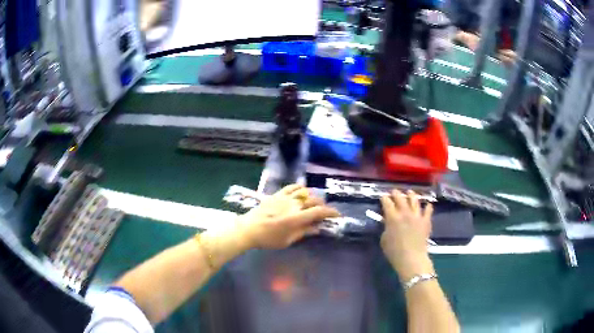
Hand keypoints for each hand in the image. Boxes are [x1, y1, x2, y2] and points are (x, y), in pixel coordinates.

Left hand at [237, 184, 339, 248]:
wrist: (248, 229)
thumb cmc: (268, 239)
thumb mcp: (288, 240)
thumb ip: (304, 232)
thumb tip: (318, 228)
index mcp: (297, 218)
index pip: (319, 211)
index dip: (331, 212)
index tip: (337, 215)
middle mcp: (293, 204)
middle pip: (314, 200)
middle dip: (323, 205)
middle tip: (324, 212)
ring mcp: (285, 197)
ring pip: (305, 191)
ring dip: (313, 196)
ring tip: (314, 202)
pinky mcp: (277, 194)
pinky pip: (291, 186)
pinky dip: (300, 187)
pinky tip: (302, 191)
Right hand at [380, 189, 434, 280]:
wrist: (412, 258)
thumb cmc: (394, 252)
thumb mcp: (384, 239)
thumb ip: (386, 228)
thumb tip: (388, 222)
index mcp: (392, 217)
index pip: (387, 202)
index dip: (384, 198)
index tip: (383, 197)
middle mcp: (405, 213)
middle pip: (400, 198)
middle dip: (396, 193)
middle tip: (394, 192)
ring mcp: (417, 215)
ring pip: (414, 200)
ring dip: (411, 195)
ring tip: (409, 192)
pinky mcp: (426, 220)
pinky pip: (428, 210)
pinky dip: (427, 206)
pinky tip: (427, 204)